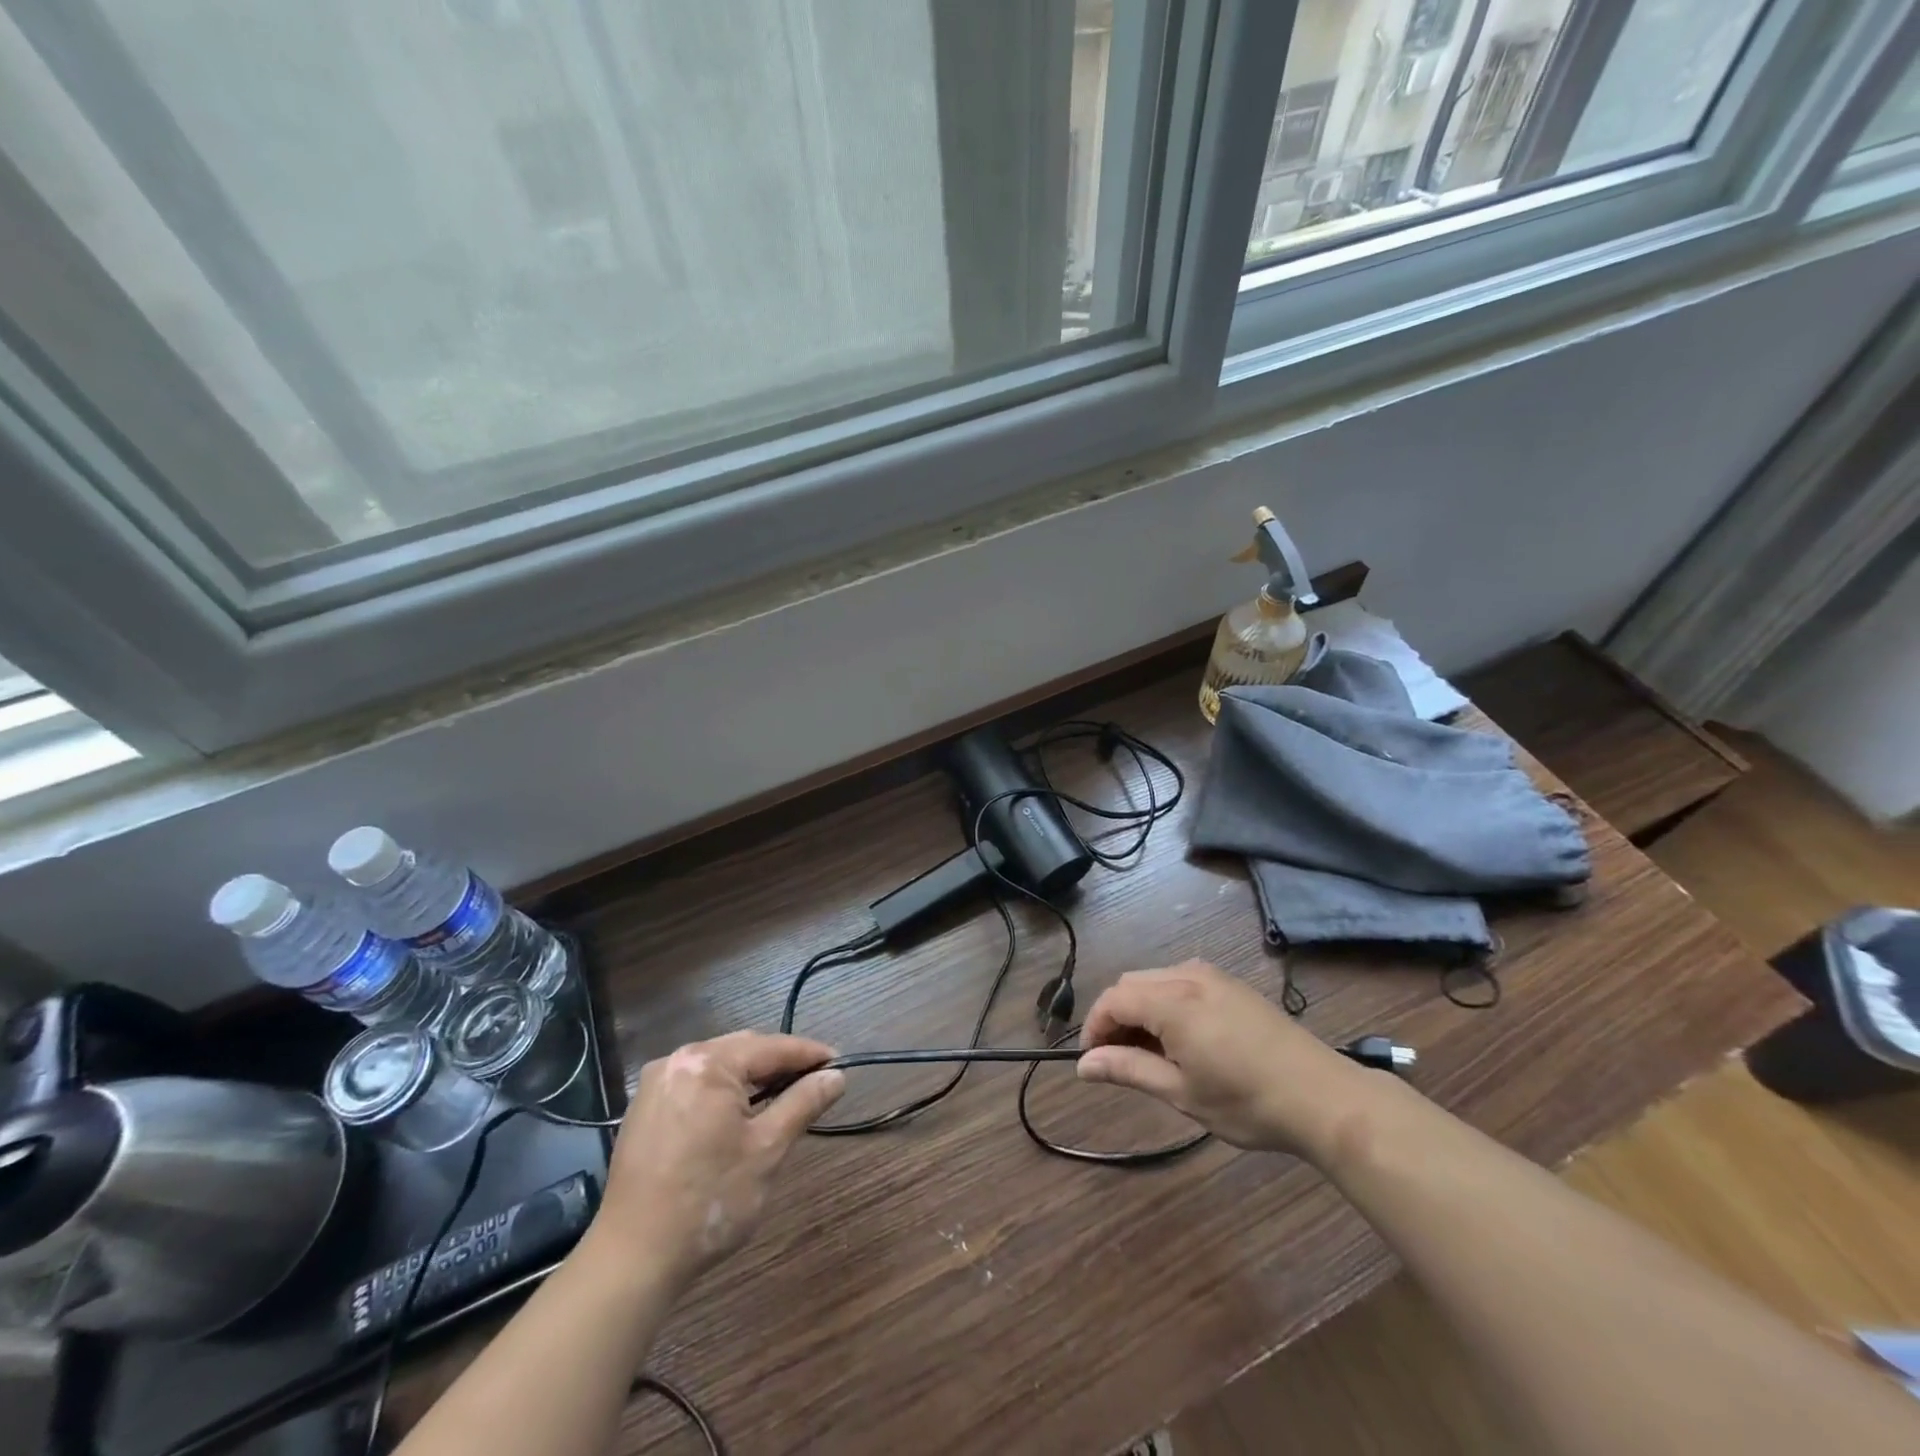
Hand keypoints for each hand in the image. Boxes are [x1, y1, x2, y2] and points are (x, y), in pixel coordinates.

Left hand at [590, 1032, 843, 1289]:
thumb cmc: (709, 1199)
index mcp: (709, 1062)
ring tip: (784, 1095)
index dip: (810, 1054)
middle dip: (780, 1063)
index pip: (772, 1047)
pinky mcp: (644, 1107)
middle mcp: (678, 1059)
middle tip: (816, 1080)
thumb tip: (836, 1075)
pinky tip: (740, 1111)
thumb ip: (803, 1103)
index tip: (840, 1063)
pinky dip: (723, 1090)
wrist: (633, 1257)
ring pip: (719, 1065)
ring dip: (752, 1076)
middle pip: (744, 1049)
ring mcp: (657, 1082)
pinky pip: (696, 1082)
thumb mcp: (767, 1149)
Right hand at [1077, 961, 1383, 1159]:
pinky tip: (1182, 1039)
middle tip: (1119, 1060)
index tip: (1092, 1062)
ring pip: (1156, 980)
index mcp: (1172, 1000)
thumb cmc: (1246, 1101)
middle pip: (1131, 984)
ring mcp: (1214, 976)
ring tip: (1150, 1053)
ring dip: (1141, 1009)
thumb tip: (1083, 1064)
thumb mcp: (1181, 1093)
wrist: (1323, 1097)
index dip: (1094, 1027)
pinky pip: (1182, 981)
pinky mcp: (1233, 985)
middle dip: (1116, 1016)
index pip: (1113, 999)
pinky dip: (1166, 1003)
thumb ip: (1128, 1070)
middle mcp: (1189, 976)